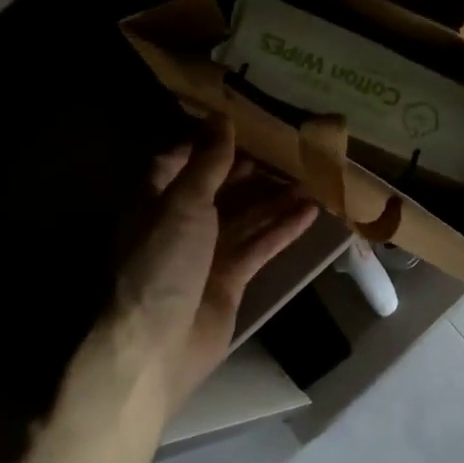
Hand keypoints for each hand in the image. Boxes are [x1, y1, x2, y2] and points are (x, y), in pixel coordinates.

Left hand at [102, 118, 317, 413]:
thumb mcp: (183, 204)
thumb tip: (222, 118)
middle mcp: (178, 225)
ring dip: (273, 199)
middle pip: (216, 190)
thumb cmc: (162, 264)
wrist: (159, 344)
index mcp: (154, 202)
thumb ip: (207, 164)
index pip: (177, 163)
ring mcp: (205, 255)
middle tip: (283, 149)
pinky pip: (258, 247)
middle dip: (246, 171)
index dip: (205, 144)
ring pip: (244, 218)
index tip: (240, 124)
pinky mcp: (229, 280)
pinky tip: (309, 212)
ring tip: (308, 177)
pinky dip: (282, 230)